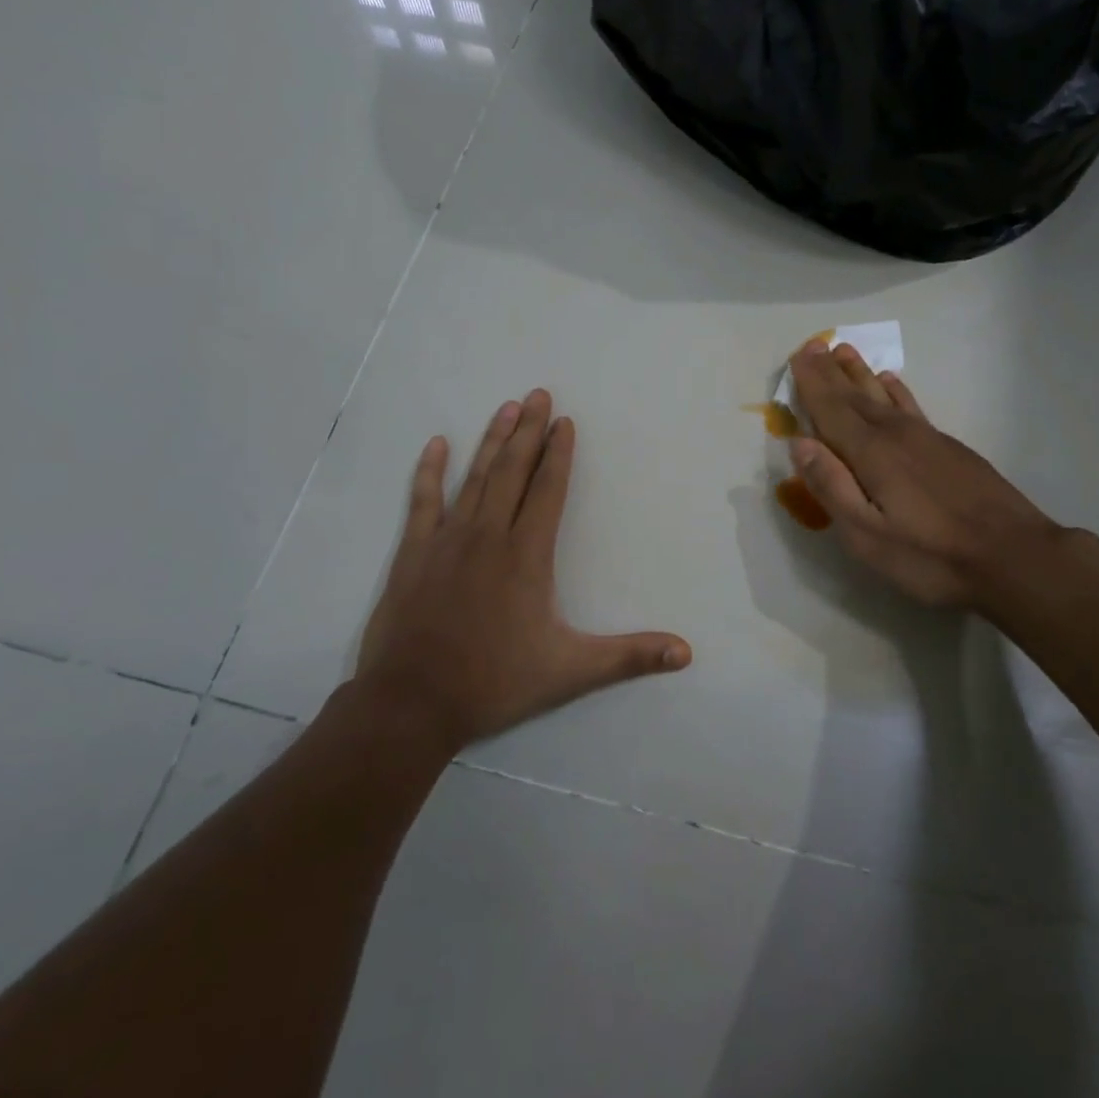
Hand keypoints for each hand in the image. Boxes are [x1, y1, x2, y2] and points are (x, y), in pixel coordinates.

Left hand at [357, 390, 691, 747]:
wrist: (412, 703)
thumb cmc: (495, 682)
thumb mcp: (571, 672)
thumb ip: (629, 657)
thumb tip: (686, 653)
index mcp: (527, 555)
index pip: (548, 490)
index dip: (559, 454)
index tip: (565, 421)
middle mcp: (489, 536)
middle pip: (513, 471)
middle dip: (529, 431)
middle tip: (539, 393)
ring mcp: (447, 541)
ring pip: (474, 478)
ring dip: (492, 440)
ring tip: (507, 407)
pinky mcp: (414, 554)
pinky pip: (422, 501)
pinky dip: (430, 471)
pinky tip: (437, 445)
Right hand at [788, 341, 1064, 611]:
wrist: (1013, 556)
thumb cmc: (930, 555)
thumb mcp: (867, 536)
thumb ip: (831, 487)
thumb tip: (801, 443)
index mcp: (871, 454)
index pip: (832, 410)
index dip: (812, 384)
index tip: (798, 355)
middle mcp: (896, 435)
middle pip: (856, 397)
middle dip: (831, 372)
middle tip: (813, 345)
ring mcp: (927, 438)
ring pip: (884, 396)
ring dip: (861, 374)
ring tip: (845, 351)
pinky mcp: (950, 448)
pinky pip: (912, 406)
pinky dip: (896, 391)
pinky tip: (891, 383)